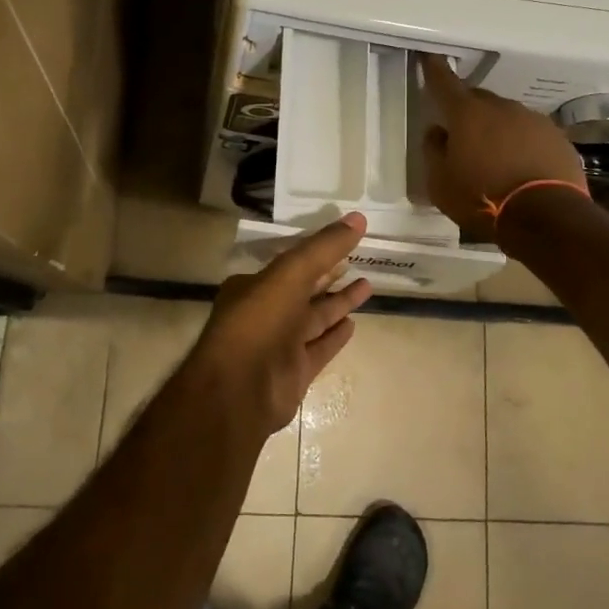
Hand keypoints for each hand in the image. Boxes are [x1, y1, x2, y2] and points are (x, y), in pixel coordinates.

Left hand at [192, 214, 373, 433]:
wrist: (241, 390)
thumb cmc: (260, 321)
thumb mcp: (291, 273)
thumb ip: (324, 247)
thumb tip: (358, 218)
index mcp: (255, 286)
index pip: (291, 264)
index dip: (317, 251)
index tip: (344, 240)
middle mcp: (266, 313)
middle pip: (305, 289)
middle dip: (330, 275)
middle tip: (361, 259)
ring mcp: (281, 344)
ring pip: (315, 318)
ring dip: (339, 302)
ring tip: (367, 285)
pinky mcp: (295, 372)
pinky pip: (320, 348)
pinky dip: (336, 336)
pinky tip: (354, 323)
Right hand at [420, 54, 587, 241]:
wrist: (546, 217)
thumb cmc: (482, 199)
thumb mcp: (441, 183)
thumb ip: (434, 152)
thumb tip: (436, 132)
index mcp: (467, 114)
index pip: (445, 83)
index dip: (435, 70)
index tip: (430, 58)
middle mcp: (501, 108)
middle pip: (478, 99)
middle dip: (467, 110)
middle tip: (461, 132)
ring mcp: (533, 120)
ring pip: (507, 116)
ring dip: (497, 128)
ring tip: (494, 156)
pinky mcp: (557, 138)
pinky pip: (531, 133)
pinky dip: (522, 143)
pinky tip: (520, 166)